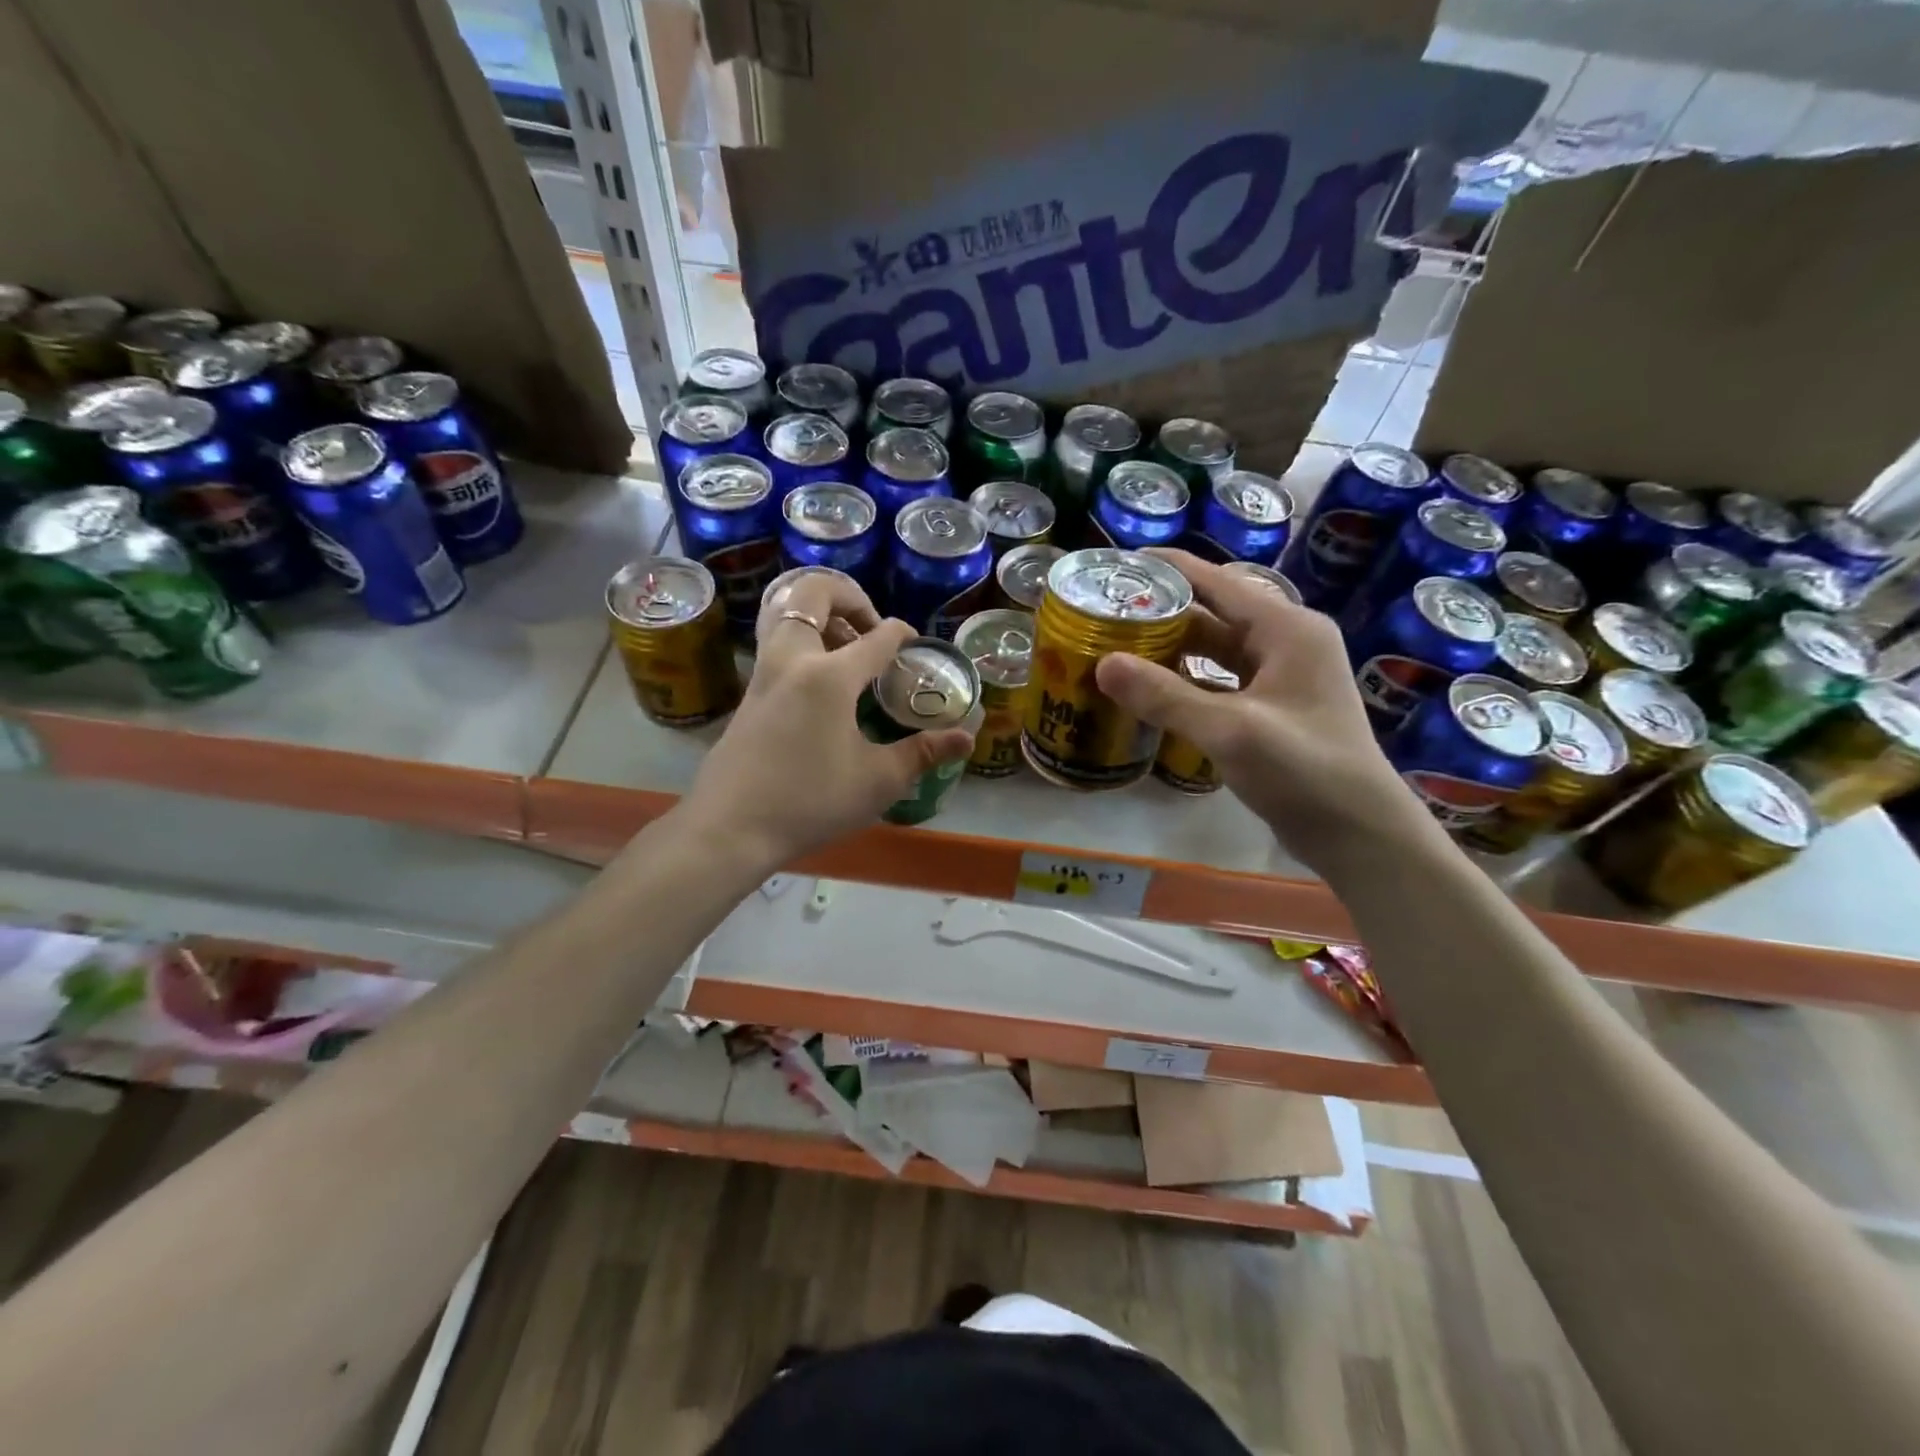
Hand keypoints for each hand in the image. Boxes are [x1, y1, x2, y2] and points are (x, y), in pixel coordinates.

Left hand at [680, 571, 974, 872]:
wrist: (730, 828)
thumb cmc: (810, 802)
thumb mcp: (877, 781)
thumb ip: (923, 752)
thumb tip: (966, 738)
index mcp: (829, 675)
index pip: (878, 636)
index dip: (904, 636)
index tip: (916, 649)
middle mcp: (792, 659)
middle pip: (814, 593)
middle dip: (850, 597)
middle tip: (871, 629)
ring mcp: (764, 672)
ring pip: (786, 612)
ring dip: (821, 616)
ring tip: (848, 651)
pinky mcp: (749, 692)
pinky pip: (777, 642)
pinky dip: (803, 641)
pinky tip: (823, 684)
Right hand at [1094, 549, 1430, 870]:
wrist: (1359, 833)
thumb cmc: (1305, 771)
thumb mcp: (1230, 730)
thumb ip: (1165, 696)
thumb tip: (1103, 664)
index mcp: (1286, 628)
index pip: (1218, 581)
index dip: (1169, 569)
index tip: (1119, 565)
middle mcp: (1286, 642)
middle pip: (1214, 612)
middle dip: (1163, 612)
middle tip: (1107, 614)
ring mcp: (1281, 677)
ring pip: (1216, 648)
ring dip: (1172, 648)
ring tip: (1118, 646)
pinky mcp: (1272, 709)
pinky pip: (1220, 680)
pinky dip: (1187, 680)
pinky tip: (1150, 690)